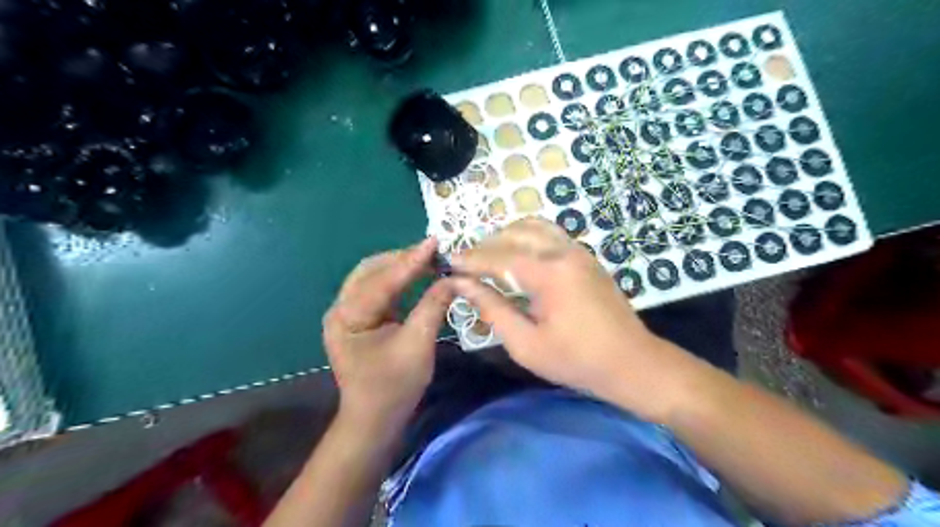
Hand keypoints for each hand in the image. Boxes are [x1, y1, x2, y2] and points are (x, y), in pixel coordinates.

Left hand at [326, 238, 452, 435]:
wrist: (374, 420)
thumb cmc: (394, 387)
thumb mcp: (418, 345)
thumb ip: (433, 307)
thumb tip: (452, 278)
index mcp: (348, 317)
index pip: (382, 280)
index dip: (411, 260)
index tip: (435, 242)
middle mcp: (341, 309)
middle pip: (370, 270)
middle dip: (402, 259)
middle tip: (433, 252)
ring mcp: (347, 313)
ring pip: (372, 276)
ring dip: (399, 266)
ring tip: (427, 259)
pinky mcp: (358, 318)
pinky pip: (377, 289)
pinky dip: (397, 279)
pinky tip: (415, 275)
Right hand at [452, 218, 701, 418]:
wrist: (632, 363)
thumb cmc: (576, 361)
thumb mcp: (526, 344)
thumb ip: (492, 309)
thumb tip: (463, 285)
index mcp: (548, 274)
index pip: (499, 257)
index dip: (471, 259)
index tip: (449, 262)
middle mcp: (564, 252)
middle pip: (515, 233)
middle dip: (486, 244)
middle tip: (468, 263)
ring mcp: (578, 251)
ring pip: (534, 226)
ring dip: (507, 235)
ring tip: (490, 255)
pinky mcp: (586, 257)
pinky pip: (550, 234)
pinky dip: (528, 237)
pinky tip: (518, 256)